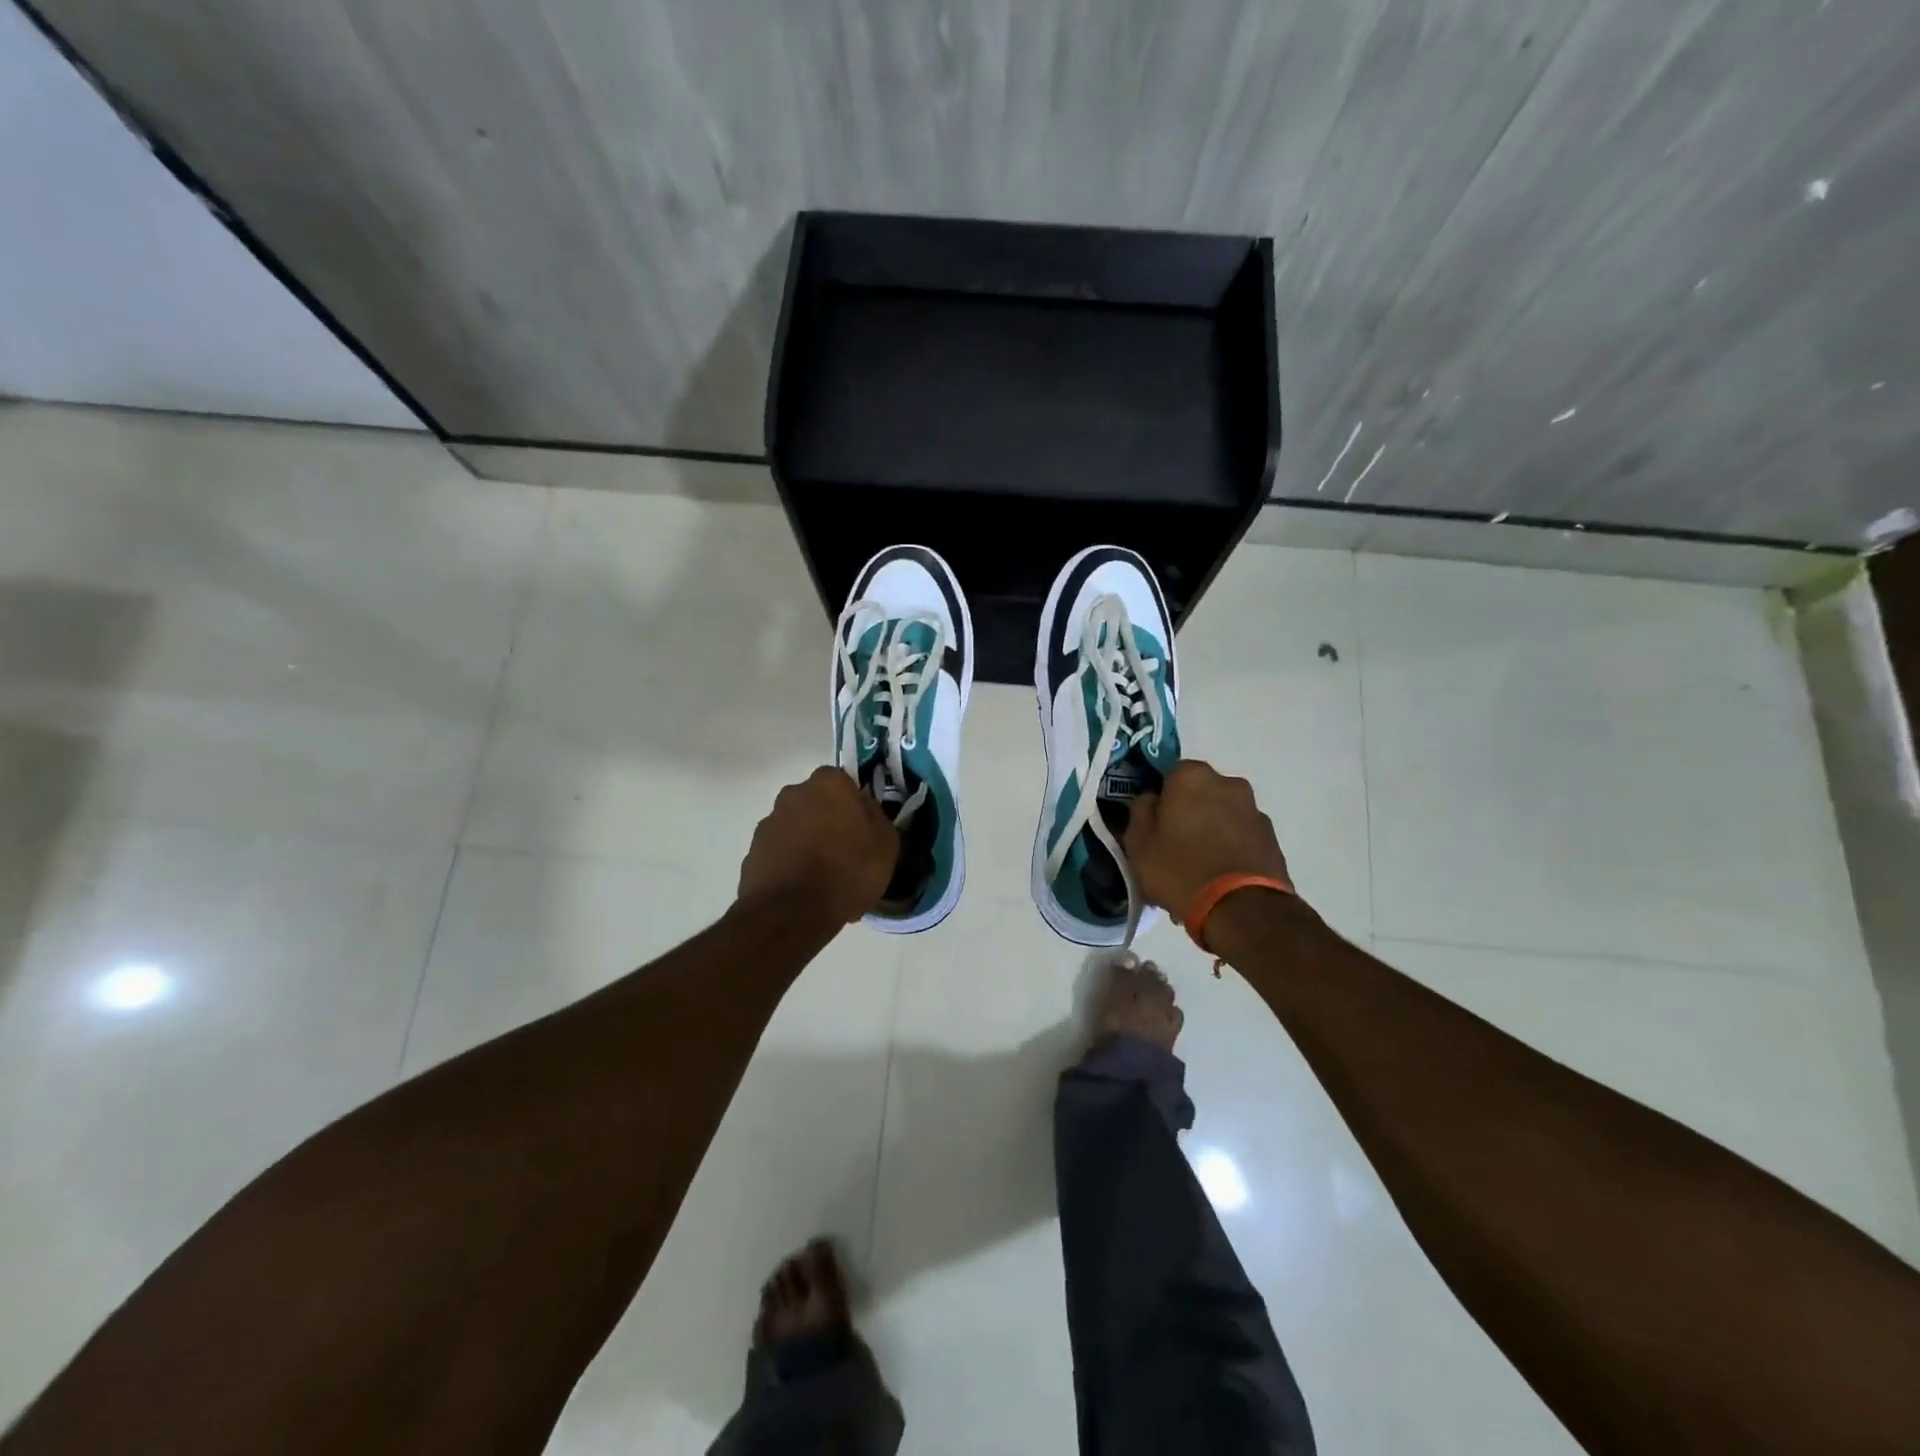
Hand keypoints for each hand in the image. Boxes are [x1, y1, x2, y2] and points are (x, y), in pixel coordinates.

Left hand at [738, 767, 899, 923]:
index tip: (863, 830)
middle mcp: (793, 794)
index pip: (844, 782)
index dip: (854, 806)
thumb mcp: (886, 843)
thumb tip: (864, 810)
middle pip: (816, 804)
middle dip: (827, 822)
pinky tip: (804, 891)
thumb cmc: (848, 870)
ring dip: (807, 844)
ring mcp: (768, 823)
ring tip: (824, 880)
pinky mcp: (752, 853)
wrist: (793, 912)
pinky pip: (780, 854)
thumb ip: (876, 817)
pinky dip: (790, 866)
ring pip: (796, 828)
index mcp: (828, 783)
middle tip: (845, 853)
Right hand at [1124, 760, 1291, 916]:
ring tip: (1198, 868)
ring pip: (1222, 815)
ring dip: (1211, 830)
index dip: (1160, 798)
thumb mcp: (1139, 844)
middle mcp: (1228, 784)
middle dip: (1188, 812)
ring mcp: (1255, 811)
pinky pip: (1240, 836)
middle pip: (1200, 793)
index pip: (1169, 774)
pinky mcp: (1272, 839)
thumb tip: (1151, 800)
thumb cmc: (1180, 869)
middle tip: (1173, 845)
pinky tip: (1219, 877)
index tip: (1153, 823)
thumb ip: (1140, 812)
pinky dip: (1230, 848)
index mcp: (1192, 777)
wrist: (1242, 910)